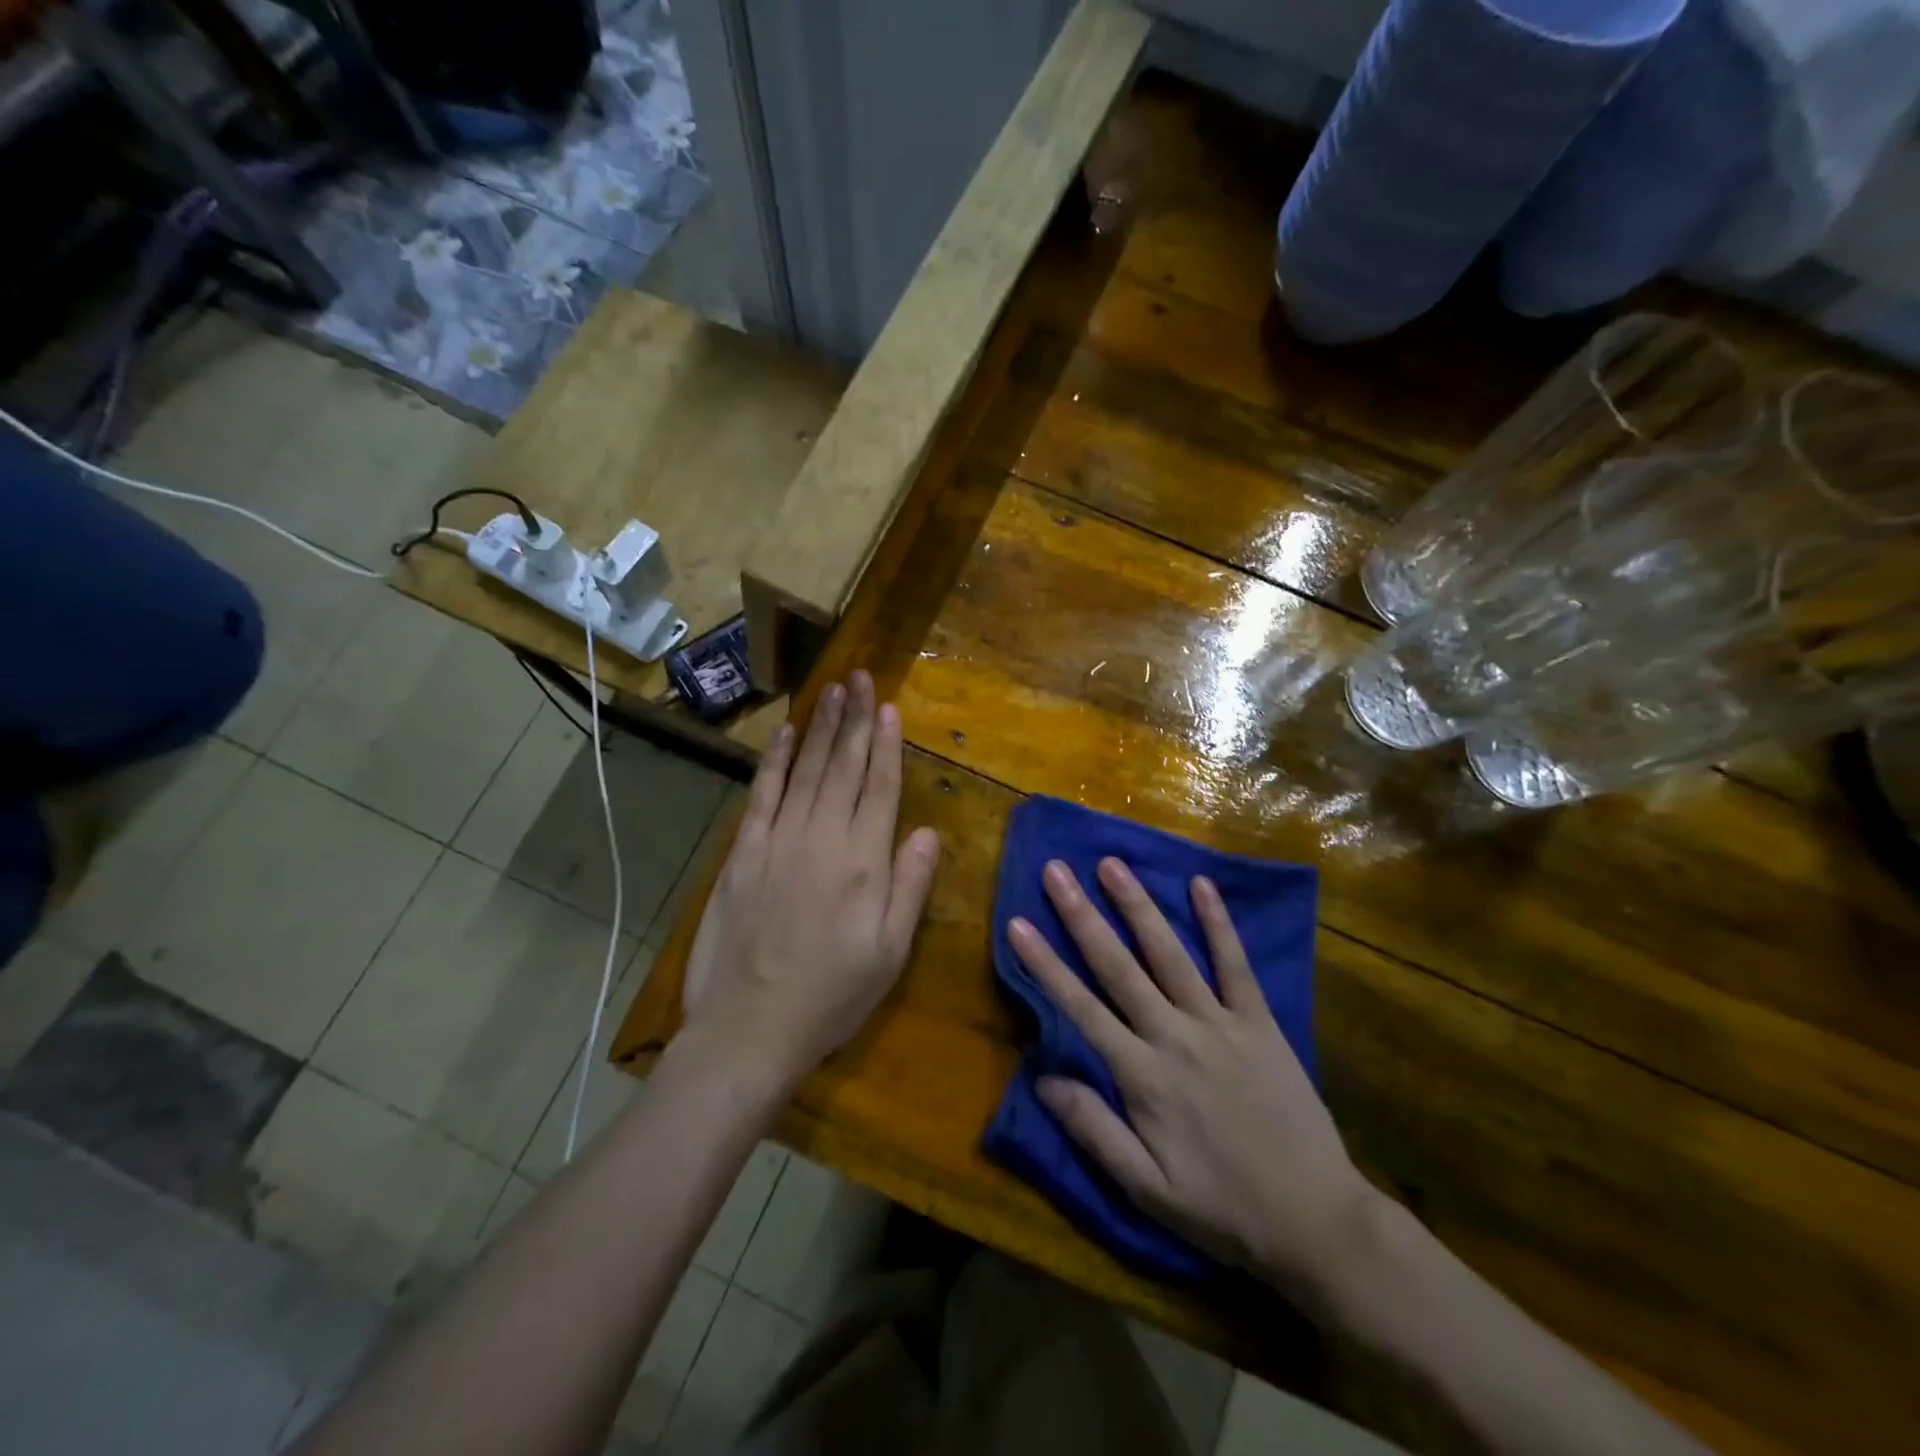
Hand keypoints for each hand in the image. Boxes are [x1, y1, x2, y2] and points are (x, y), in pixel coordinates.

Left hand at [683, 672, 939, 1089]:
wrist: (749, 1028)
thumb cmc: (831, 996)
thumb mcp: (890, 953)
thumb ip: (909, 886)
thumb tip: (926, 832)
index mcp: (863, 862)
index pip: (880, 787)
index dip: (887, 745)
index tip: (890, 707)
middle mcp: (823, 838)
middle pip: (844, 767)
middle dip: (855, 719)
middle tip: (862, 678)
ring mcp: (779, 840)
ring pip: (807, 770)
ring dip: (821, 727)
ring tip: (834, 689)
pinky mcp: (744, 852)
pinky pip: (763, 794)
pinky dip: (776, 761)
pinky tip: (787, 733)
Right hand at [1009, 858, 1376, 1301]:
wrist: (1314, 1219)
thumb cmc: (1221, 1207)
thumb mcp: (1146, 1190)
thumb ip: (1094, 1130)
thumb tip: (1041, 1079)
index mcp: (1142, 1076)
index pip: (1080, 1008)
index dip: (1045, 965)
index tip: (1018, 923)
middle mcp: (1175, 1036)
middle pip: (1118, 966)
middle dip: (1082, 916)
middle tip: (1057, 870)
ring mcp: (1220, 1023)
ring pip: (1170, 954)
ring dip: (1138, 906)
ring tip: (1112, 864)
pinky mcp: (1259, 1021)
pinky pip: (1236, 964)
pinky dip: (1218, 923)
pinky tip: (1201, 885)